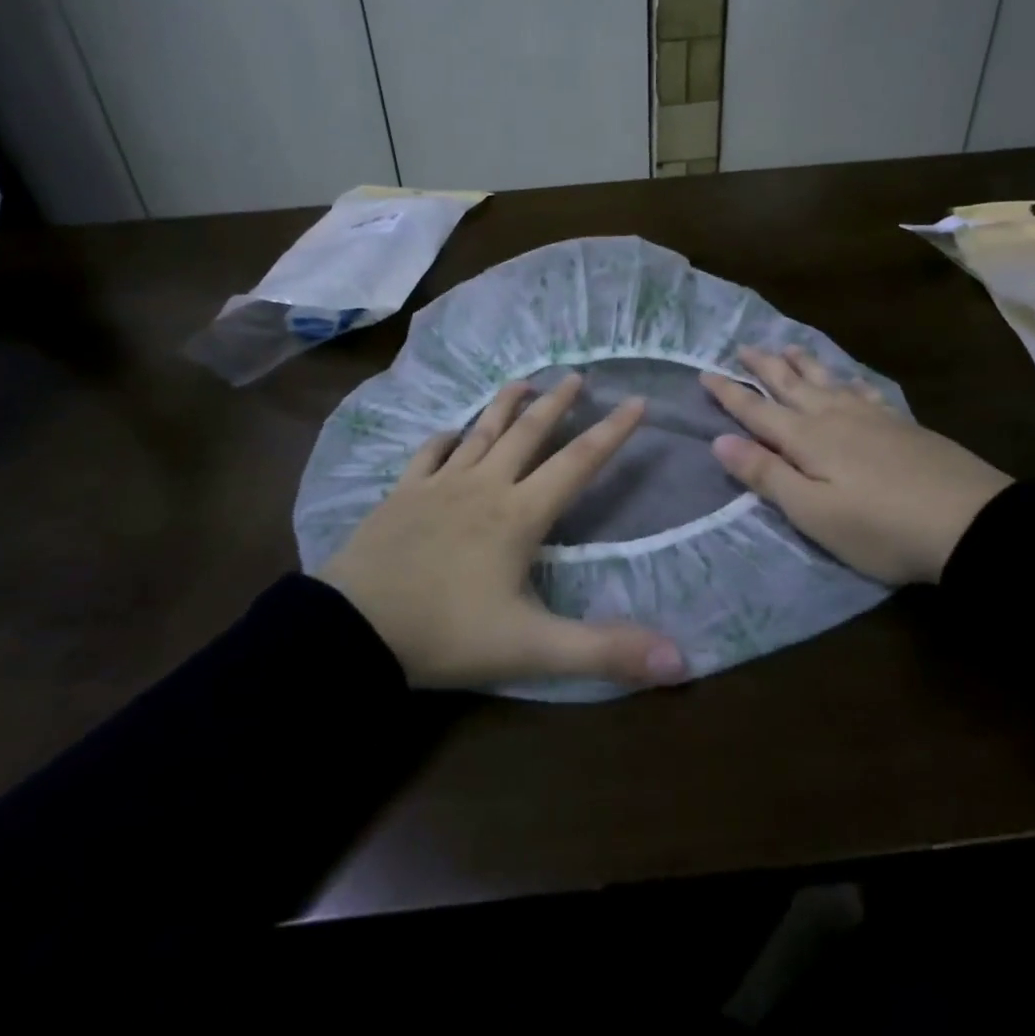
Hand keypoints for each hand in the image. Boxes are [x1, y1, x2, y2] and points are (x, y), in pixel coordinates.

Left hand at [318, 375, 687, 689]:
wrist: (354, 628)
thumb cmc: (447, 634)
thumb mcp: (532, 648)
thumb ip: (604, 650)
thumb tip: (680, 659)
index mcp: (519, 515)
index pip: (578, 463)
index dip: (612, 432)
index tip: (636, 401)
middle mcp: (484, 487)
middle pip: (528, 434)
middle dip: (557, 404)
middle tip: (577, 375)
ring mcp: (438, 486)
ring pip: (480, 433)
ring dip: (504, 406)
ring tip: (524, 381)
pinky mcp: (402, 494)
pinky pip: (428, 454)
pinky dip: (444, 439)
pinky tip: (450, 432)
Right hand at [701, 347, 1011, 585]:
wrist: (970, 523)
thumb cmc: (880, 527)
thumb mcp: (813, 512)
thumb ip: (766, 474)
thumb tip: (719, 440)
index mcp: (807, 439)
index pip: (757, 411)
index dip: (729, 393)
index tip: (705, 372)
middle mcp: (834, 417)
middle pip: (791, 385)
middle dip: (764, 367)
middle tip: (743, 347)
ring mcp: (871, 417)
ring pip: (827, 381)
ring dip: (803, 364)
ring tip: (788, 348)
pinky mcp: (901, 425)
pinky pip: (862, 390)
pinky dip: (846, 380)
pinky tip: (848, 380)